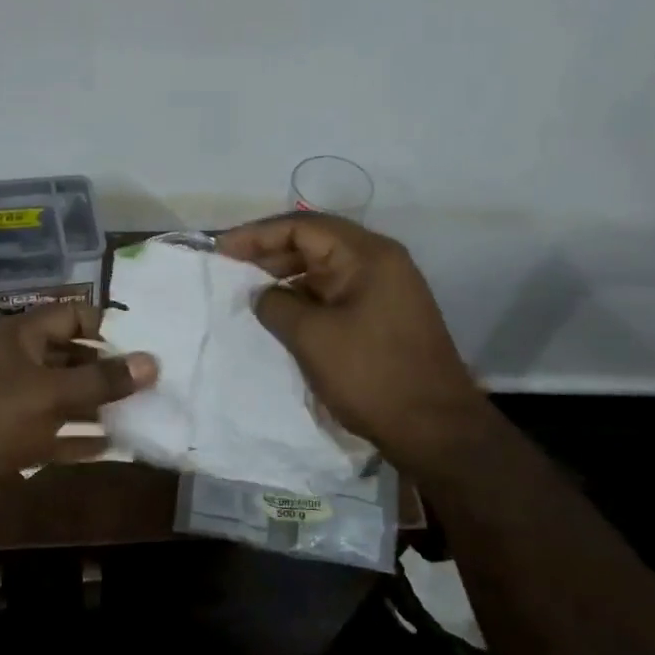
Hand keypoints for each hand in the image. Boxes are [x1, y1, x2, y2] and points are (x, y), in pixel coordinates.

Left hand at [0, 302, 157, 486]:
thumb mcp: (52, 393)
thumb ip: (103, 379)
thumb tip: (152, 362)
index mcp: (19, 337)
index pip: (72, 315)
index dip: (107, 325)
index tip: (143, 343)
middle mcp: (16, 363)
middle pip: (71, 356)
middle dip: (107, 368)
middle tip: (149, 380)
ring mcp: (13, 402)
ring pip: (65, 396)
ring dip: (98, 405)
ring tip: (141, 410)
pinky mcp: (12, 438)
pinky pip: (55, 432)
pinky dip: (80, 438)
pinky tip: (114, 446)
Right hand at [216, 215, 483, 469]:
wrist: (434, 429)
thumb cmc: (371, 376)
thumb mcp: (312, 337)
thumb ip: (277, 305)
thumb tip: (261, 293)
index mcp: (367, 255)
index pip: (303, 226)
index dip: (257, 235)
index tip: (220, 250)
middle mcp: (380, 262)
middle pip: (316, 242)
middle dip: (270, 253)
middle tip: (229, 269)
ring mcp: (386, 290)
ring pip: (326, 269)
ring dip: (287, 276)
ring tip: (249, 292)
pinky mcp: (385, 316)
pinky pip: (337, 293)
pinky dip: (306, 297)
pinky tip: (281, 314)